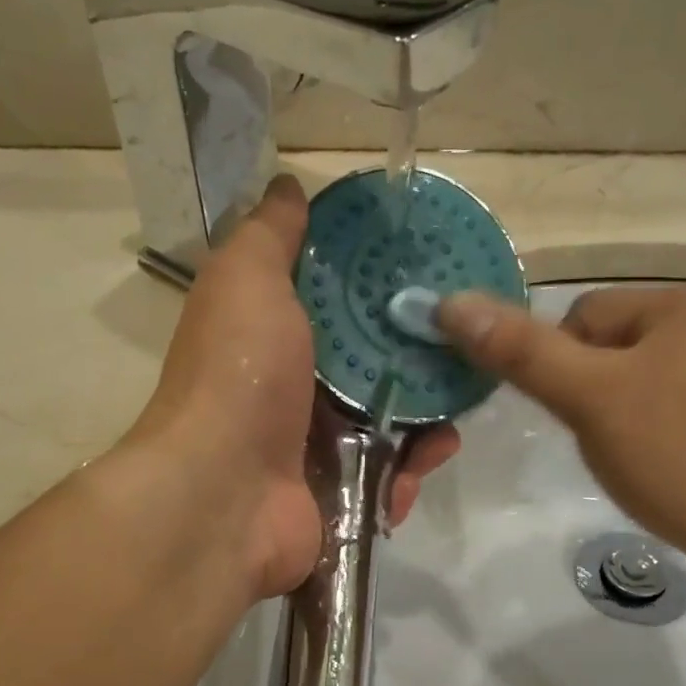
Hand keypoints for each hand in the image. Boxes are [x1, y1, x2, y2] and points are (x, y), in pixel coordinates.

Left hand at [131, 175, 459, 598]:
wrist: (223, 494)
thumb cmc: (239, 377)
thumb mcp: (247, 281)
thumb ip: (269, 235)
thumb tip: (287, 187)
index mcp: (272, 337)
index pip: (337, 306)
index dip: (380, 291)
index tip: (430, 276)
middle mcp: (291, 391)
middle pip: (371, 368)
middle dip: (417, 364)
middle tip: (462, 353)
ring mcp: (312, 449)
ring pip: (387, 426)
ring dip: (424, 424)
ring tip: (451, 419)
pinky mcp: (335, 498)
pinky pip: (386, 479)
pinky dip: (408, 474)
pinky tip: (424, 464)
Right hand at [437, 285, 685, 581]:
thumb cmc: (681, 456)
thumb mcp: (589, 399)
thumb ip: (519, 350)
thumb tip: (451, 303)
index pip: (586, 316)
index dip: (563, 369)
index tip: (577, 416)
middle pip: (616, 349)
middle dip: (595, 396)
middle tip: (610, 442)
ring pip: (645, 384)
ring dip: (623, 419)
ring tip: (639, 461)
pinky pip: (680, 412)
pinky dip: (659, 437)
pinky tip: (669, 471)